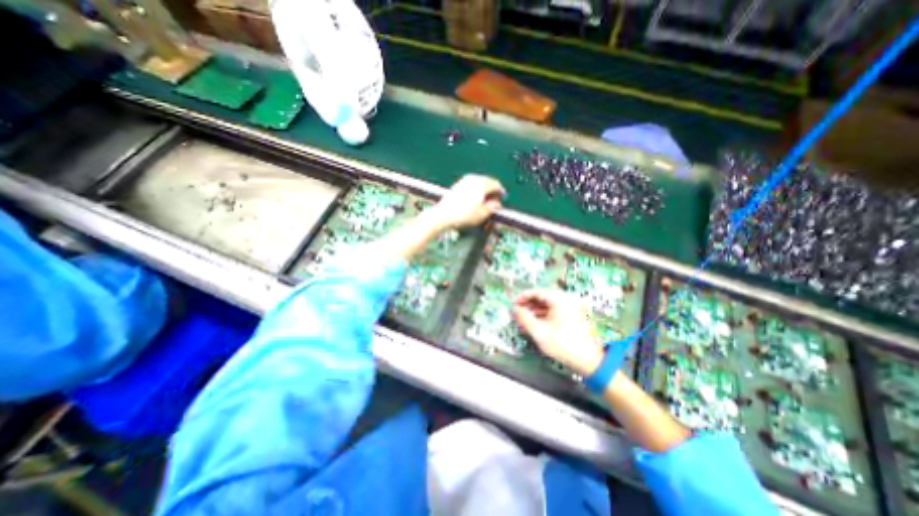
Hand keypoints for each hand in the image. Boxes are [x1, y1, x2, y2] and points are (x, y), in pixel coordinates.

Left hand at [430, 173, 505, 229]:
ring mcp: (465, 180)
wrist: (443, 215)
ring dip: (483, 191)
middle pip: (488, 182)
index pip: (496, 185)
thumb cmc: (463, 215)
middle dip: (492, 191)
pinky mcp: (458, 184)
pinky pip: (471, 185)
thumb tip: (497, 203)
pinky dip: (475, 191)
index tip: (501, 201)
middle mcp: (474, 179)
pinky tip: (473, 201)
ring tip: (483, 202)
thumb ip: (492, 207)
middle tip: (493, 202)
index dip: (500, 193)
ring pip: (479, 183)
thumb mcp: (482, 214)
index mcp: (482, 184)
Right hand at [513, 290, 608, 374]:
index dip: (522, 298)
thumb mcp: (539, 331)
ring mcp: (571, 306)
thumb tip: (515, 309)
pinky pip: (555, 309)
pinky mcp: (574, 314)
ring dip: (535, 310)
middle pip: (542, 297)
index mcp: (559, 298)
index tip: (513, 305)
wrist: (590, 360)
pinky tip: (536, 323)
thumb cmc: (563, 344)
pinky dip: (544, 314)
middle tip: (517, 313)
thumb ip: (524, 318)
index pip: (536, 292)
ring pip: (548, 303)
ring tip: (524, 319)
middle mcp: (566, 298)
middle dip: (528, 305)